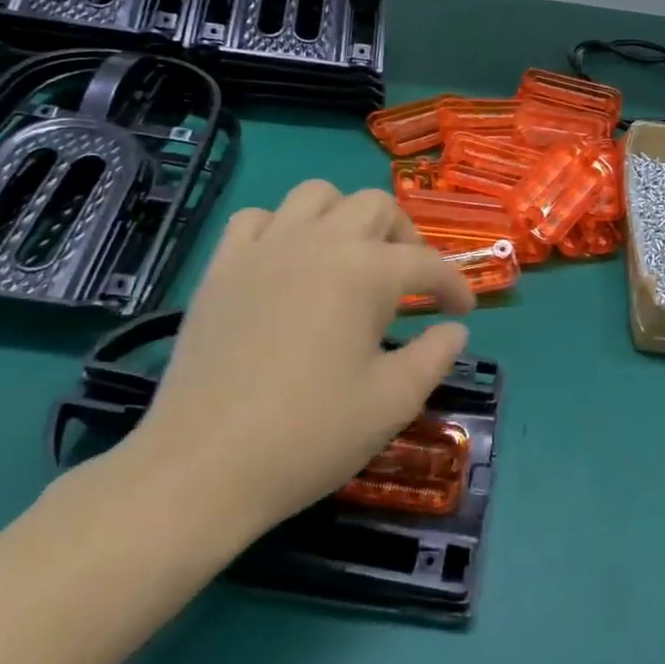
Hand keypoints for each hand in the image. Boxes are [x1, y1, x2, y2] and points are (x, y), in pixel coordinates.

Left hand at [118, 181, 473, 547]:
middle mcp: (318, 243)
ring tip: (352, 260)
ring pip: (316, 195)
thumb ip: (435, 355)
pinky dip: (283, 228)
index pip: (426, 263)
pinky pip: (257, 219)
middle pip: (376, 206)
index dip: (454, 285)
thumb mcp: (394, 401)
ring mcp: (263, 250)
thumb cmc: (310, 435)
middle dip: (406, 237)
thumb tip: (454, 330)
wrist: (201, 468)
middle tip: (411, 282)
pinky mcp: (221, 269)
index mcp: (365, 273)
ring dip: (346, 217)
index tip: (463, 311)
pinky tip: (289, 264)